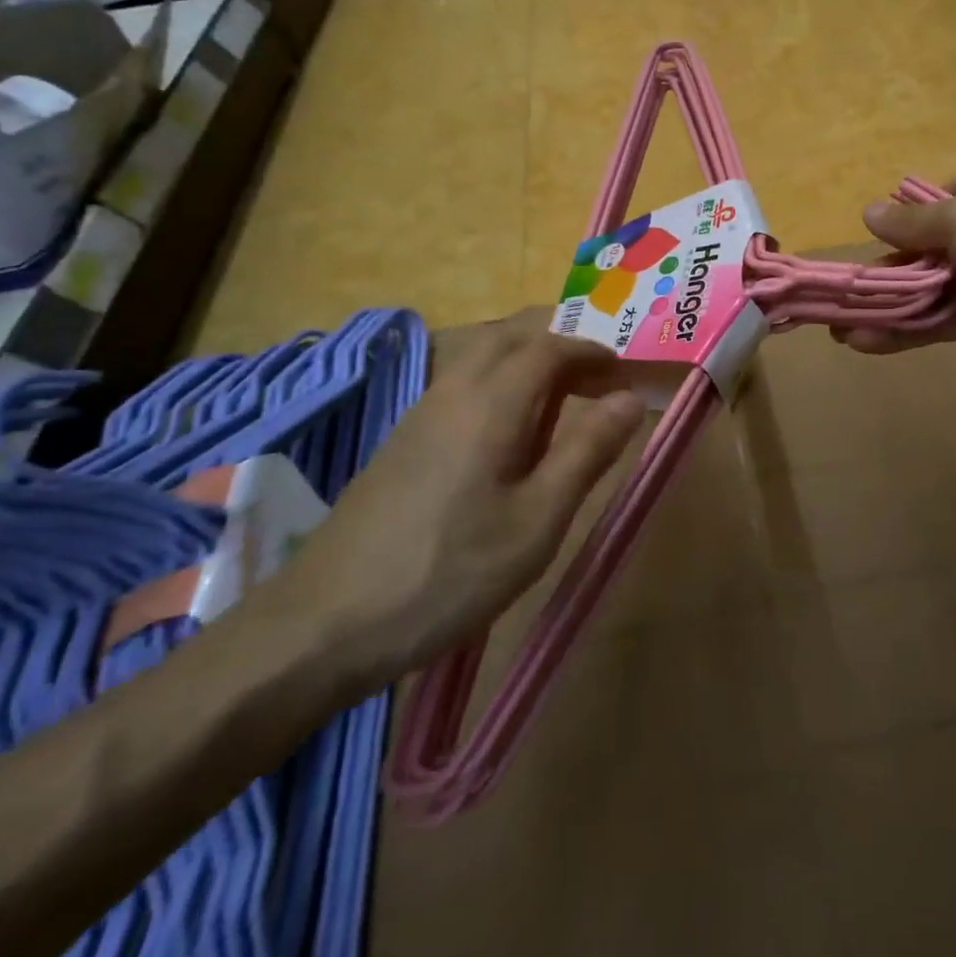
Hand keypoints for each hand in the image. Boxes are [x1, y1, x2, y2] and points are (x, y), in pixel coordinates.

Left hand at [267, 323, 644, 687]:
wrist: (324, 622)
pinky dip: (500, 378)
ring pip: (481, 353)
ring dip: (528, 357)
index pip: (550, 345)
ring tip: (564, 398)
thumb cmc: (448, 571)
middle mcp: (453, 388)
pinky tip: (509, 430)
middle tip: (598, 375)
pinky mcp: (403, 438)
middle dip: (560, 340)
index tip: (625, 372)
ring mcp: (421, 411)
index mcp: (491, 401)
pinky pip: (462, 380)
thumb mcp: (537, 520)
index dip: (592, 351)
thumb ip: (587, 451)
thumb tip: (631, 398)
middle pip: (511, 334)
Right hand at [834, 155, 955, 369]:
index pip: (934, 204)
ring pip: (925, 292)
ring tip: (836, 326)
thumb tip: (869, 214)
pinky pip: (938, 323)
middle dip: (881, 274)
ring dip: (884, 307)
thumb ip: (914, 223)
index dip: (899, 225)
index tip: (867, 245)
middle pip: (923, 252)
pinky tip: (865, 342)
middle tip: (837, 294)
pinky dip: (904, 332)